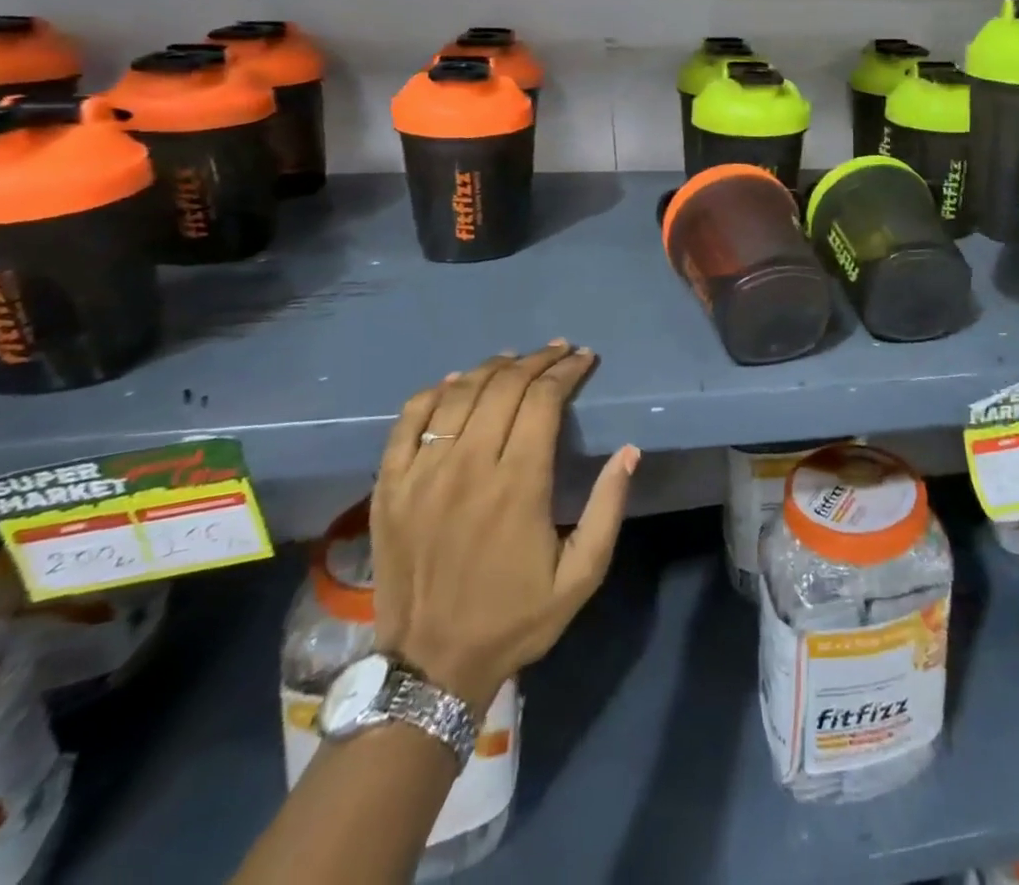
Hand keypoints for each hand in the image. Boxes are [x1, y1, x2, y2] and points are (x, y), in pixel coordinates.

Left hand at [369, 342, 638, 712]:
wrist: (430, 667)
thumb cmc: (514, 618)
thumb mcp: (582, 575)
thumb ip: (609, 508)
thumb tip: (629, 451)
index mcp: (518, 486)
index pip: (542, 401)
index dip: (566, 371)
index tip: (584, 359)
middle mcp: (468, 468)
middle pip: (503, 387)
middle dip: (537, 361)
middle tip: (559, 351)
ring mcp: (422, 475)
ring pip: (458, 395)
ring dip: (492, 368)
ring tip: (516, 359)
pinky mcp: (389, 487)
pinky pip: (409, 421)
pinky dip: (435, 393)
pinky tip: (456, 382)